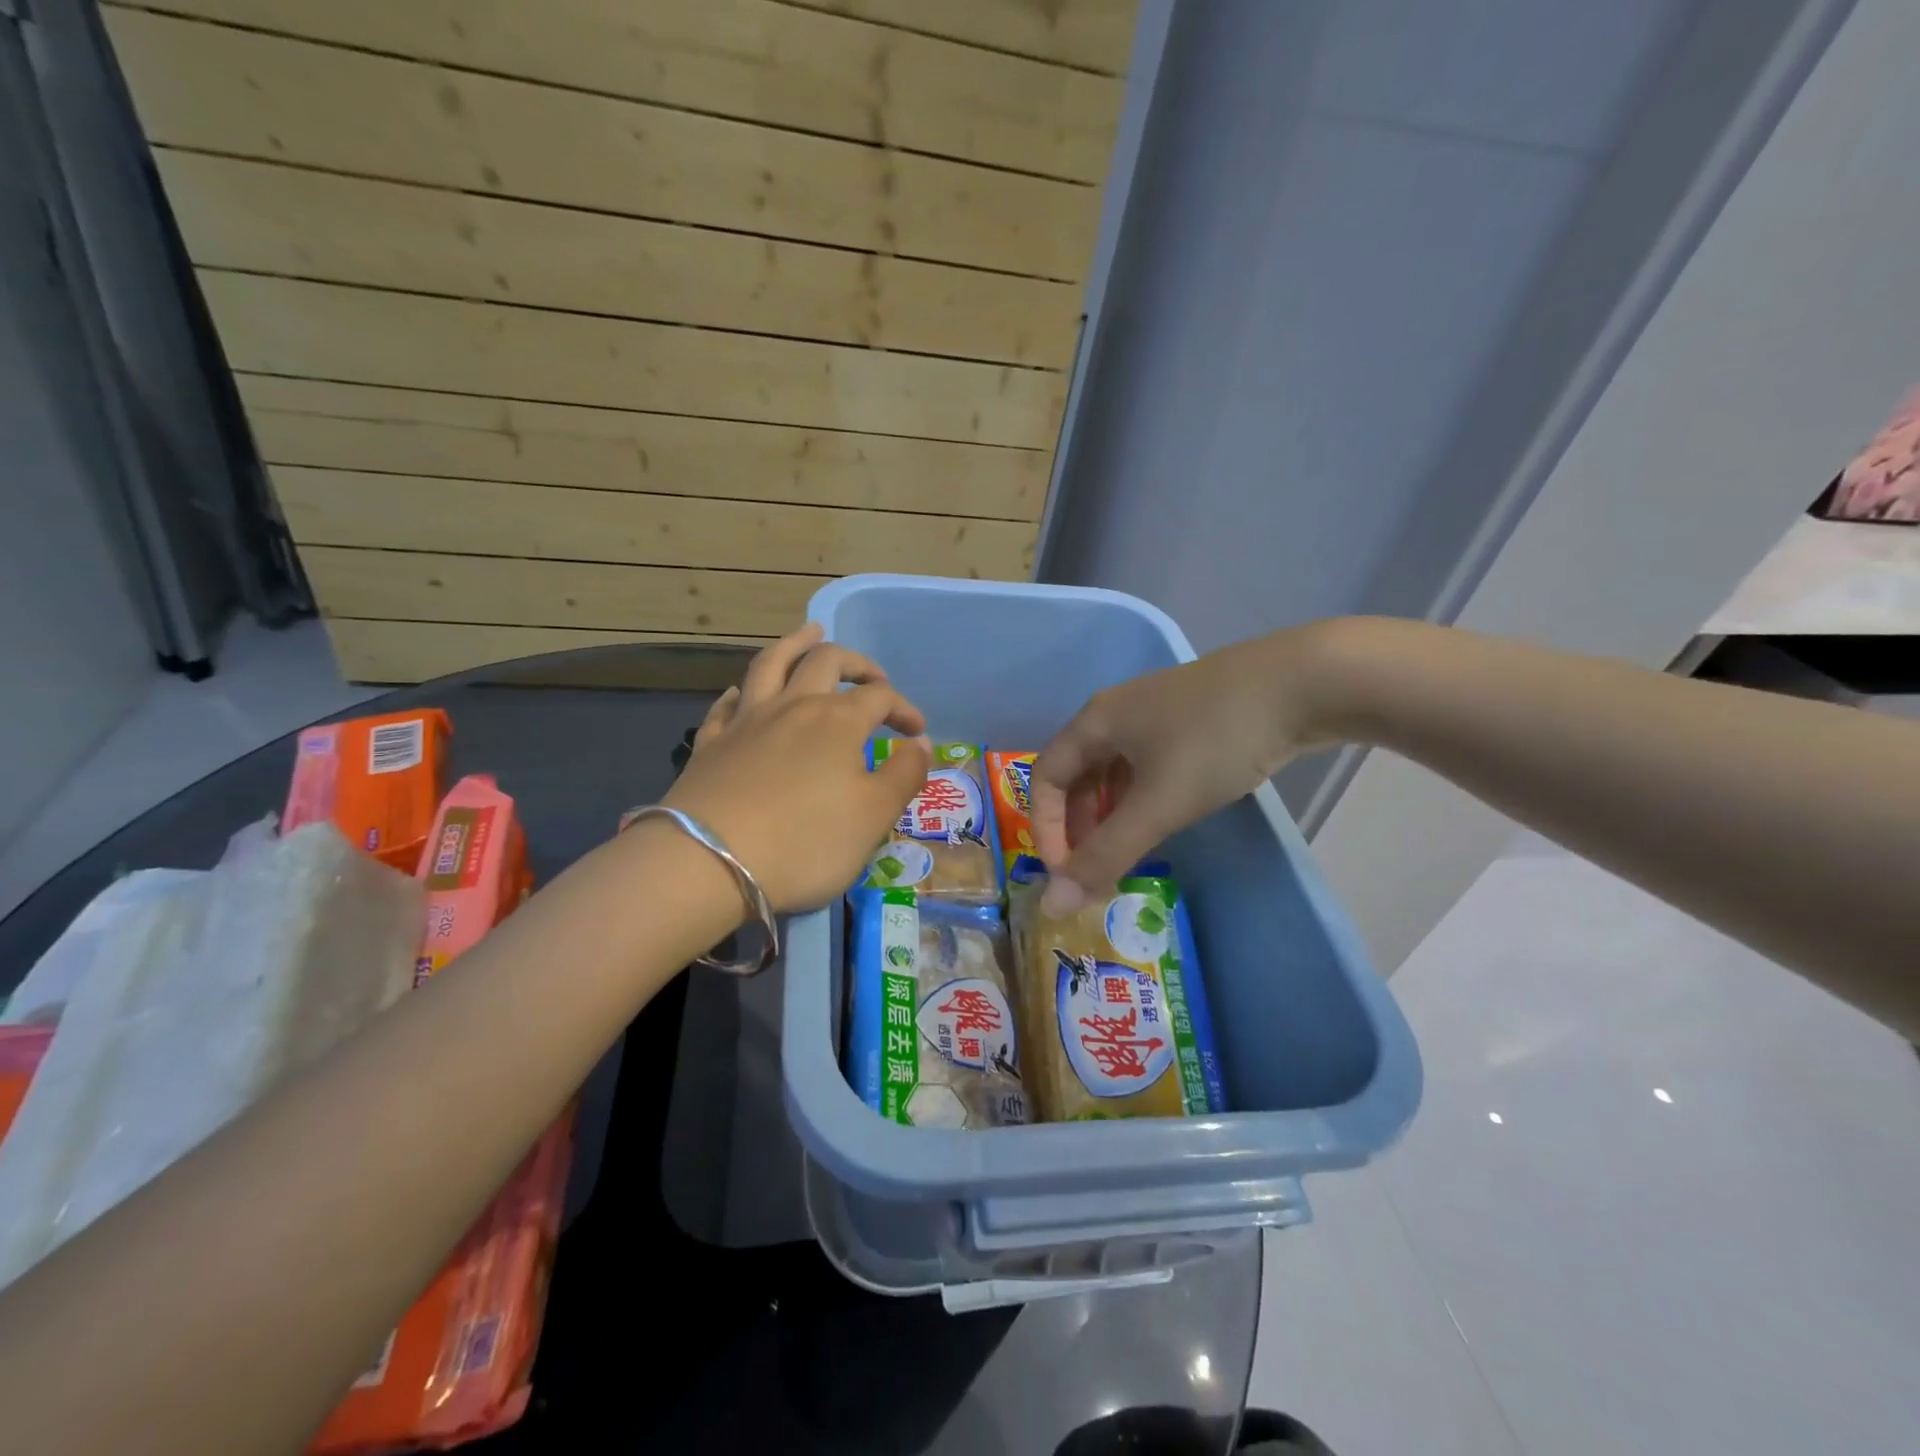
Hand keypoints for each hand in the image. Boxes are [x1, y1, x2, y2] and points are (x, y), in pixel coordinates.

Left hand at [666, 623, 931, 910]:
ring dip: (796, 643)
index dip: (903, 709)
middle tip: (873, 677)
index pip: (880, 697)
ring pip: (772, 663)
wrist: (709, 864)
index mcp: (838, 720)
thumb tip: (920, 742)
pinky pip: (726, 704)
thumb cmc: (806, 842)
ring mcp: (746, 721)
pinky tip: (743, 693)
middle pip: (826, 662)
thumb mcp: (874, 816)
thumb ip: (905, 774)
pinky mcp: (711, 743)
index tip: (917, 732)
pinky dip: (742, 691)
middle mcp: (793, 706)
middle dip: (857, 664)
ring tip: (811, 632)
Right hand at [1031, 625, 1349, 910]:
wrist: (1305, 682)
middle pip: (1077, 776)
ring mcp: (1154, 713)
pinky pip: (1145, 766)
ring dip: (1110, 817)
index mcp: (1094, 721)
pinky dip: (1140, 800)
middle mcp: (1115, 713)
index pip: (1044, 778)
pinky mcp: (1188, 719)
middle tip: (1099, 871)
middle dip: (1079, 827)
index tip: (1068, 875)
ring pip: (1113, 772)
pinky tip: (1164, 819)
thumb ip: (1106, 855)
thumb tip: (1054, 905)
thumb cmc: (1216, 740)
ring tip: (1130, 853)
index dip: (1046, 829)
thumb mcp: (1159, 803)